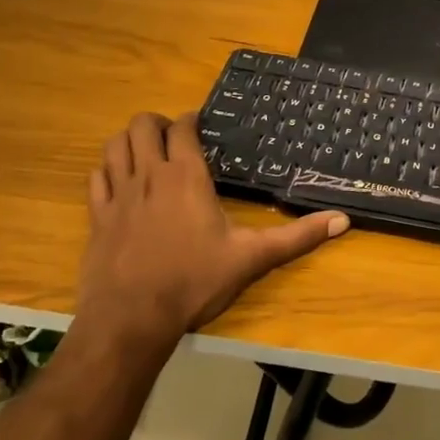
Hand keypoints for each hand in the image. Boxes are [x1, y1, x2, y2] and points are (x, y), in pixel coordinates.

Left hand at [75, 112, 347, 349]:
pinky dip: (107, 170)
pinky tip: (120, 183)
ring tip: (146, 153)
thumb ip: (297, 237)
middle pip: (141, 126)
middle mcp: (148, 175)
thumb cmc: (194, 282)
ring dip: (129, 141)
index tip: (200, 125)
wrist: (131, 320)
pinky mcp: (97, 217)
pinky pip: (96, 178)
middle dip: (157, 124)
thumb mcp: (251, 259)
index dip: (190, 120)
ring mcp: (118, 195)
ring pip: (114, 146)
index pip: (182, 127)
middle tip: (174, 139)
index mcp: (185, 176)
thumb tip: (343, 220)